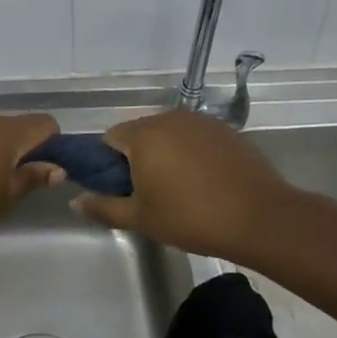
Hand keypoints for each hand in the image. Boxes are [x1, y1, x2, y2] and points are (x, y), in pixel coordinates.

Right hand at [70, 109, 308, 264]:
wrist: (262, 218)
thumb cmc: (192, 218)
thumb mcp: (142, 219)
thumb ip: (104, 207)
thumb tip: (74, 200)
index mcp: (143, 135)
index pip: (109, 138)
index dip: (109, 165)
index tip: (123, 190)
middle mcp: (168, 118)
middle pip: (138, 133)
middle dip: (137, 158)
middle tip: (150, 194)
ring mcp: (200, 121)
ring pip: (167, 134)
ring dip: (164, 154)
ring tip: (179, 189)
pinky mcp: (224, 130)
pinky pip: (193, 137)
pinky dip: (190, 153)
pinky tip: (205, 181)